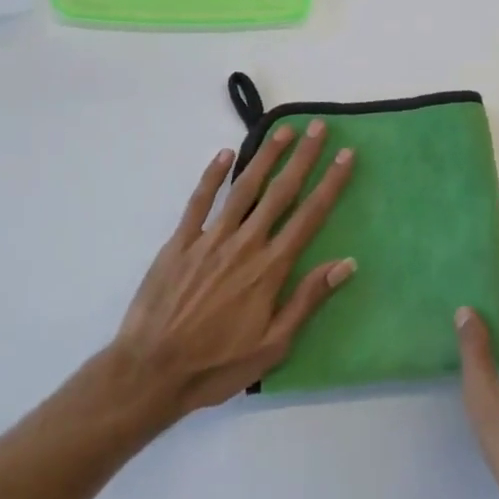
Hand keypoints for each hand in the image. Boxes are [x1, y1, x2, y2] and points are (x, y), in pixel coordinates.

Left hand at [113, 122, 355, 417]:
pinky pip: (199, 201)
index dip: (330, 183)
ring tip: (282, 131)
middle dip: (303, 158)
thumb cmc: (217, 364)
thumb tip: (346, 263)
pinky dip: (212, 176)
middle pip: (280, 192)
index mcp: (270, 268)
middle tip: (319, 128)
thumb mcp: (273, 344)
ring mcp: (210, 239)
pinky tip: (224, 154)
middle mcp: (245, 244)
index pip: (309, 216)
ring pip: (244, 189)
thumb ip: (308, 299)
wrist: (152, 371)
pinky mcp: (180, 242)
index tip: (346, 156)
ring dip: (265, 157)